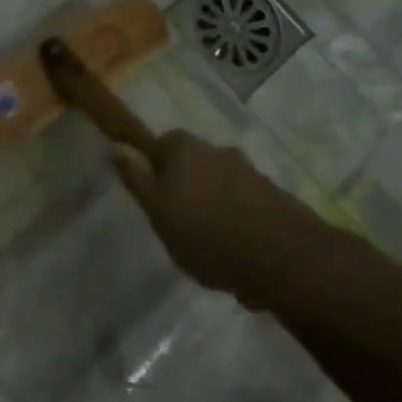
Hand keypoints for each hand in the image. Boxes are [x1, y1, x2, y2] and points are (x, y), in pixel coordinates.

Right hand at [111, 130, 340, 311]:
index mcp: (187, 150)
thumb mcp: (158, 211)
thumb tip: (116, 146)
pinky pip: (243, 203)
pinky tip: (231, 249)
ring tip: (204, 240)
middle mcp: (220, 152)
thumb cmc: (207, 235)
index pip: (162, 142)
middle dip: (183, 184)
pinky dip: (234, 219)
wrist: (285, 260)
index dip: (153, 164)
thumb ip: (137, 179)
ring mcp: (252, 174)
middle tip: (173, 219)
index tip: (151, 193)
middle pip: (193, 162)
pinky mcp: (275, 199)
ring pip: (219, 182)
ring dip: (210, 203)